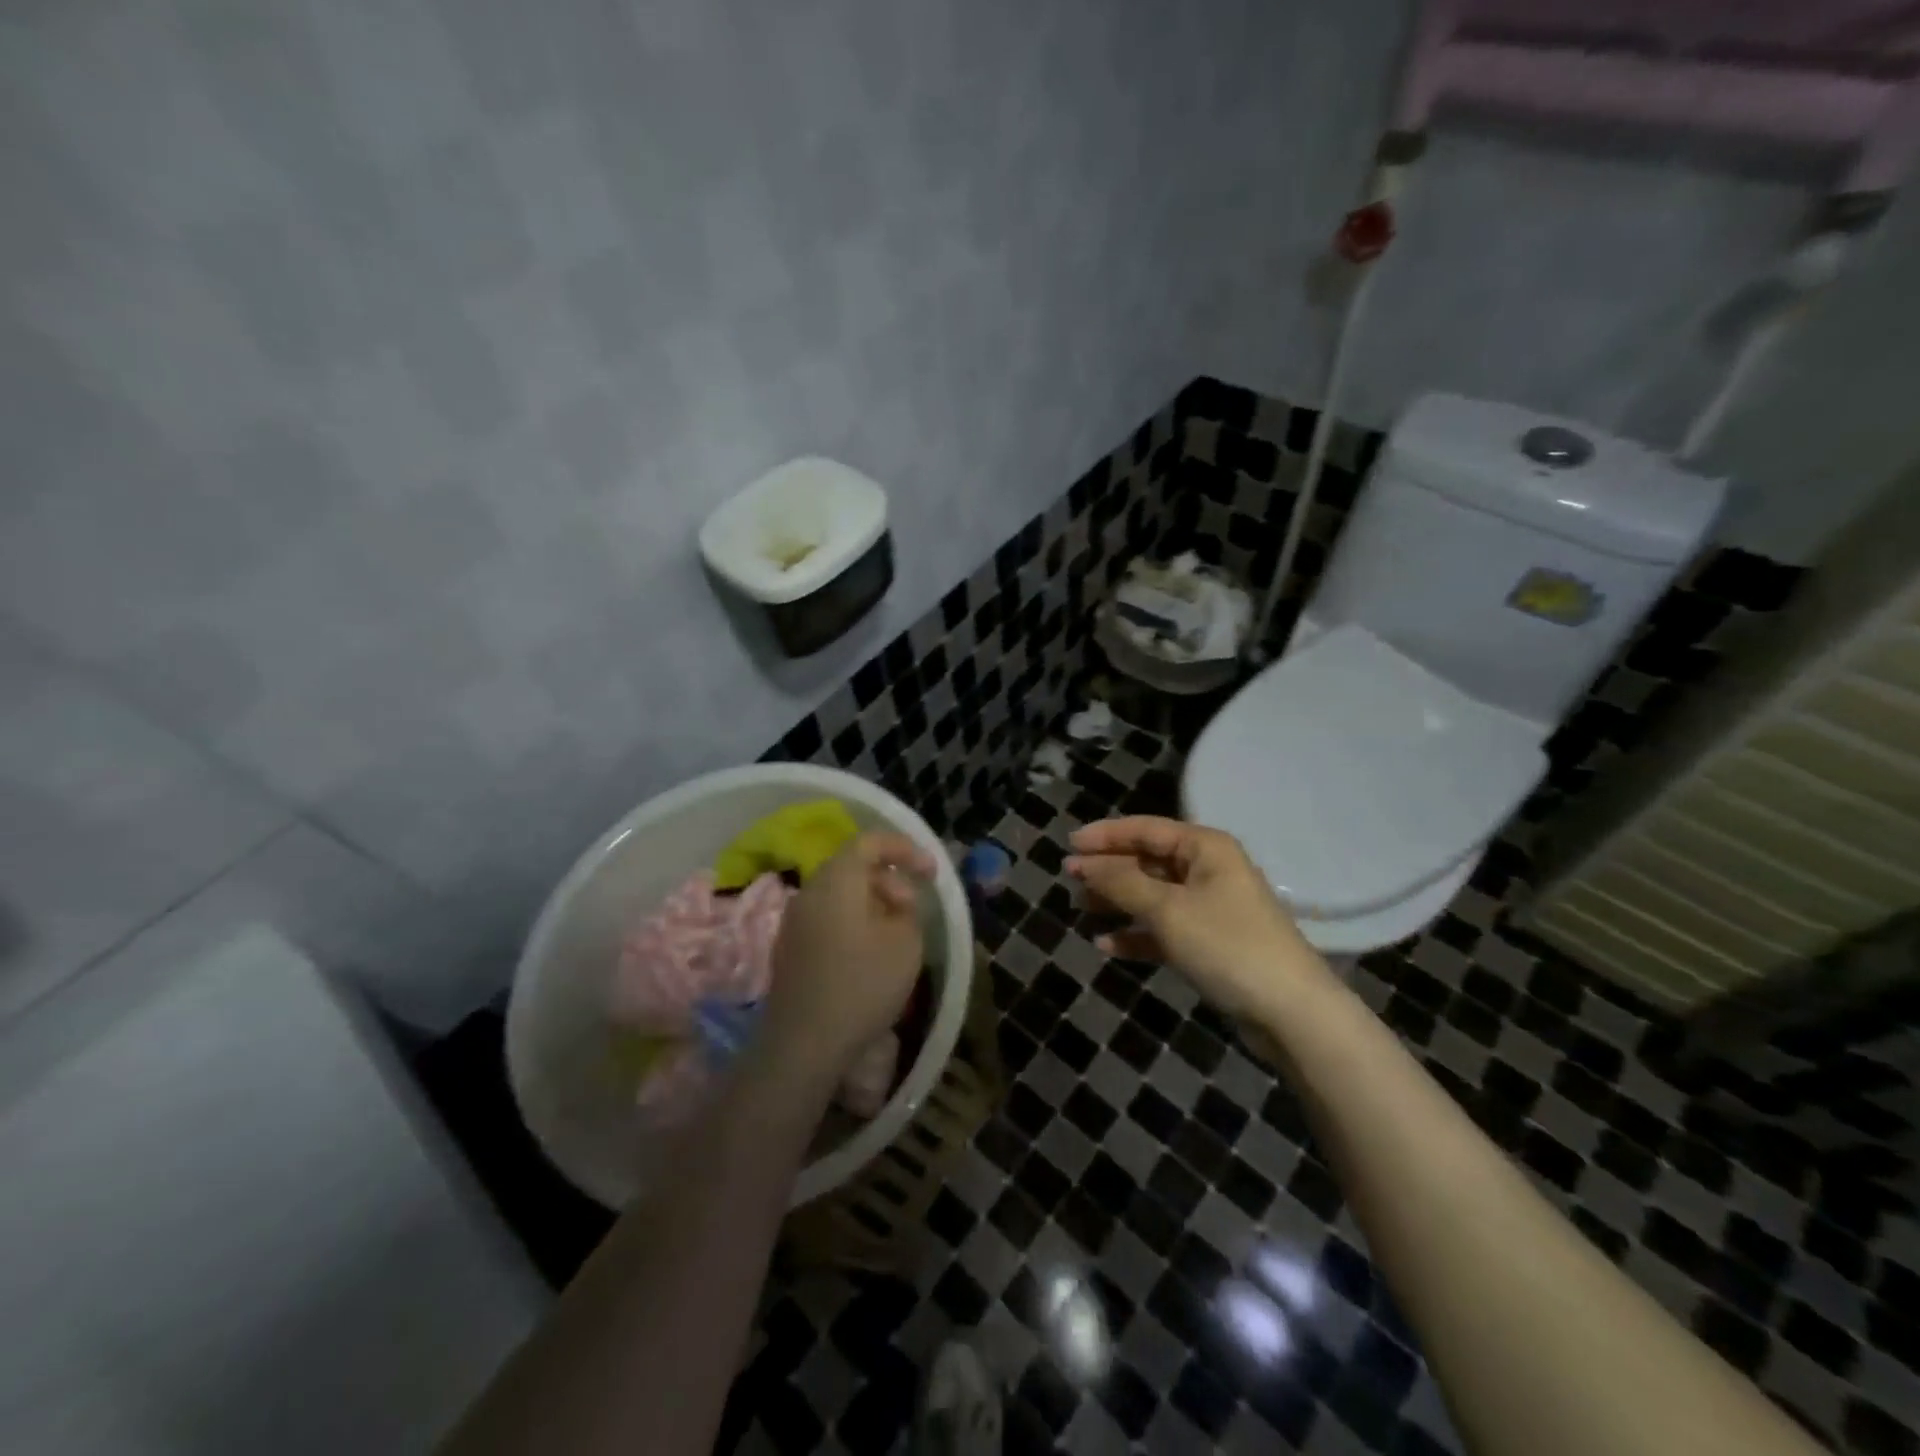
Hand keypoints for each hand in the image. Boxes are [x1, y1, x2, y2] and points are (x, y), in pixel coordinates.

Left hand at [758, 831, 932, 1089]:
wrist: (804, 1044)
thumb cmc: (862, 984)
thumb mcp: (906, 942)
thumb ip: (907, 910)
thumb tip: (894, 903)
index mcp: (837, 880)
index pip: (869, 842)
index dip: (904, 849)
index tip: (930, 872)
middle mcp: (810, 891)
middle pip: (852, 867)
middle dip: (889, 879)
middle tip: (913, 908)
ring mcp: (794, 922)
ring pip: (839, 895)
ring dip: (872, 903)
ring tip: (896, 933)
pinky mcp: (790, 950)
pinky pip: (827, 919)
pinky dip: (853, 922)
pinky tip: (869, 954)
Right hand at [1068, 816, 1332, 1020]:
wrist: (1290, 1012)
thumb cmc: (1226, 945)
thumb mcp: (1167, 909)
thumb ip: (1122, 882)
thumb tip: (1084, 863)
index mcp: (1205, 848)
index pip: (1145, 829)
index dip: (1105, 835)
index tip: (1068, 844)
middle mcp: (1208, 870)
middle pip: (1148, 861)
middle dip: (1108, 869)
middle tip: (1068, 877)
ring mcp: (1211, 908)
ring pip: (1153, 895)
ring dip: (1118, 901)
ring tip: (1081, 908)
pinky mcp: (1211, 943)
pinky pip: (1165, 929)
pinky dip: (1137, 934)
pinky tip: (1107, 945)